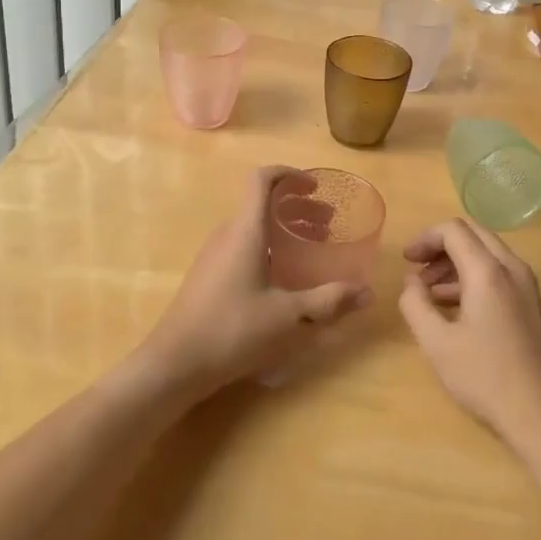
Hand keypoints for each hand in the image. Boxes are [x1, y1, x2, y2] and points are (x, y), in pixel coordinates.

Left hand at [132, 165, 369, 399]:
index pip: (262, 180)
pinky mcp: (209, 276)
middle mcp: (227, 234)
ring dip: (284, 229)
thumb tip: (367, 292)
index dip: (290, 175)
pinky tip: (284, 278)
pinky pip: (243, 246)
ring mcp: (214, 256)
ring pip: (253, 226)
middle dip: (297, 207)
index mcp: (245, 231)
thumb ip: (328, 301)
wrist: (173, 365)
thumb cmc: (232, 329)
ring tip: (312, 249)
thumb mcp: (287, 316)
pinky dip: (269, 247)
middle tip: (328, 225)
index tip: (316, 187)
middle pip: (262, 203)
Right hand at [397, 219, 540, 449]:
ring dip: (455, 262)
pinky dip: (472, 276)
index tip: (406, 260)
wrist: (540, 415)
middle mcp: (512, 268)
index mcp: (488, 271)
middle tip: (416, 268)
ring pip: (487, 253)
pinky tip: (453, 306)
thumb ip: (415, 304)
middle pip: (473, 234)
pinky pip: (498, 272)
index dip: (425, 238)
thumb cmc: (484, 377)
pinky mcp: (531, 303)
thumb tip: (410, 282)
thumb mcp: (436, 342)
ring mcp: (526, 285)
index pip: (453, 230)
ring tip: (429, 292)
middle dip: (440, 246)